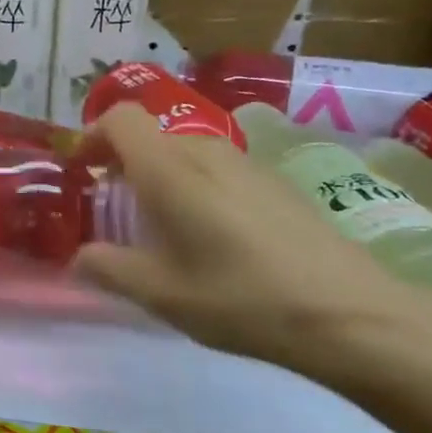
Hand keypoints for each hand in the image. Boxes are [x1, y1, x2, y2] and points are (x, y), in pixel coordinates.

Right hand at [74, 105, 431, 386]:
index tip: (82, 171)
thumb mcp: (159, 293)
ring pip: (185, 152)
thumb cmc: (239, 296)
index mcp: (168, 168)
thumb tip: (79, 257)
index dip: (92, 135)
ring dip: (160, 176)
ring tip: (162, 226)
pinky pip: (217, 169)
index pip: (119, 118)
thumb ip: (107, 268)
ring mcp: (247, 163)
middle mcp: (205, 152)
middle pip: (150, 136)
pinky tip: (213, 237)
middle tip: (114, 209)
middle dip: (122, 163)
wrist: (352, 314)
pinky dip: (195, 187)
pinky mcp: (276, 182)